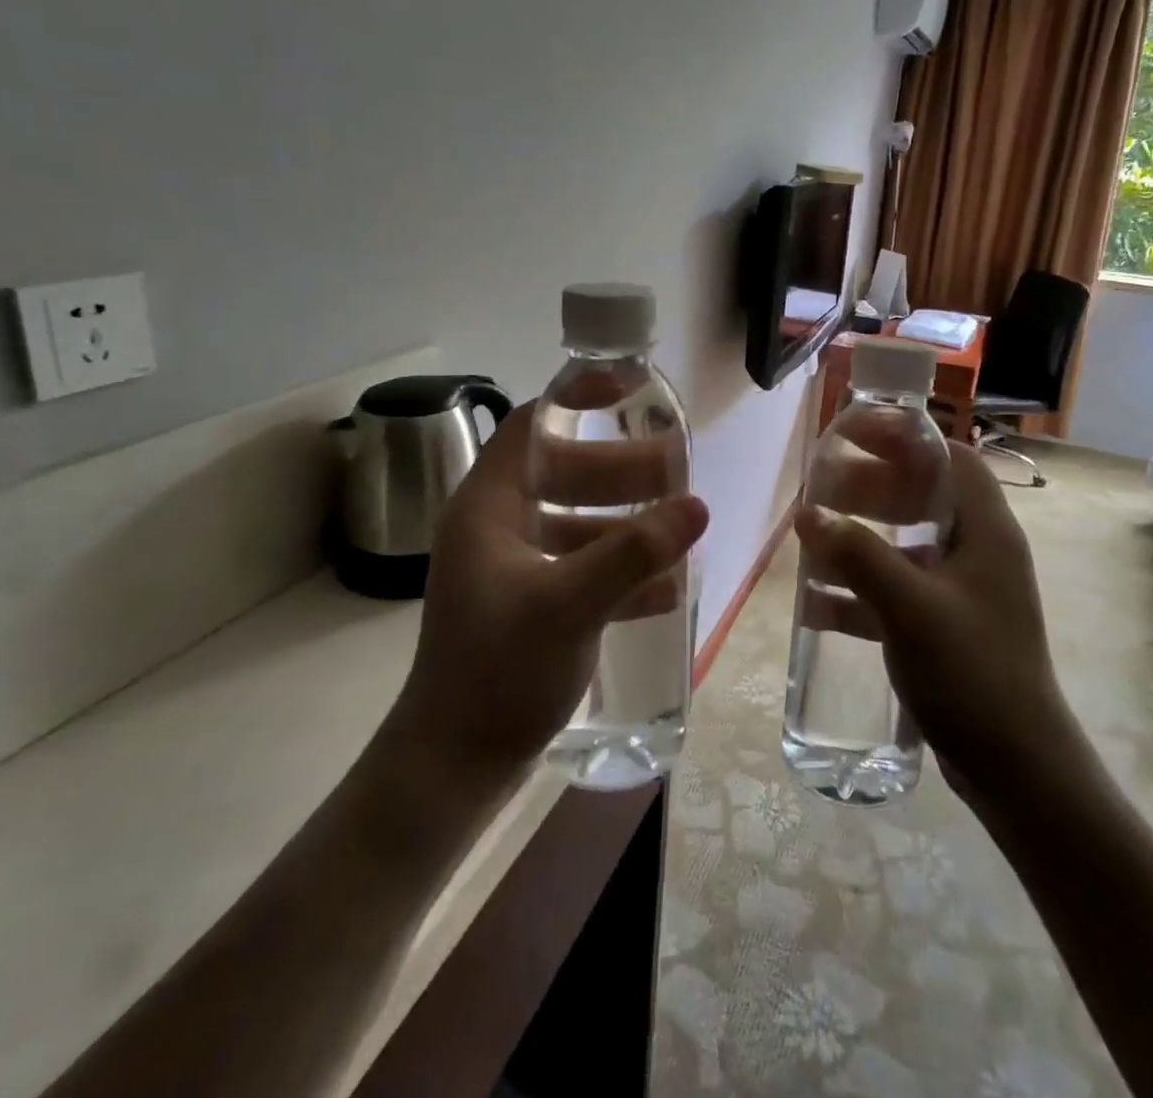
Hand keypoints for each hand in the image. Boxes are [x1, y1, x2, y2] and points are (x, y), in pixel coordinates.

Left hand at [383, 401, 706, 782]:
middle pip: (563, 472)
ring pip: (576, 521)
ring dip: (625, 521)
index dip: (579, 397)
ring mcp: (511, 567)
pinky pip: (580, 566)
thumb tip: (696, 506)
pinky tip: (664, 585)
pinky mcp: (528, 603)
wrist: (455, 765)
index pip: (533, 425)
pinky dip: (619, 567)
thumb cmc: (499, 671)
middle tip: (675, 470)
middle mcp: (497, 526)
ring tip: (678, 525)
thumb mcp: (569, 604)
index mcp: (489, 506)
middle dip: (620, 469)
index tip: (631, 387)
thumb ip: (633, 552)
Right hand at [794, 442, 1075, 803]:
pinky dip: (862, 592)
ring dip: (862, 539)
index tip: (856, 435)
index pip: (951, 459)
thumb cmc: (972, 672)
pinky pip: (899, 592)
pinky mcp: (947, 628)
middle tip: (824, 488)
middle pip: (924, 498)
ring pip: (907, 546)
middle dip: (873, 489)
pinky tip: (818, 605)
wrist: (1016, 768)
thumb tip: (807, 512)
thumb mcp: (910, 607)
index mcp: (986, 531)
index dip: (905, 439)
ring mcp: (963, 593)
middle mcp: (979, 552)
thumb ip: (858, 556)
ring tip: (813, 539)